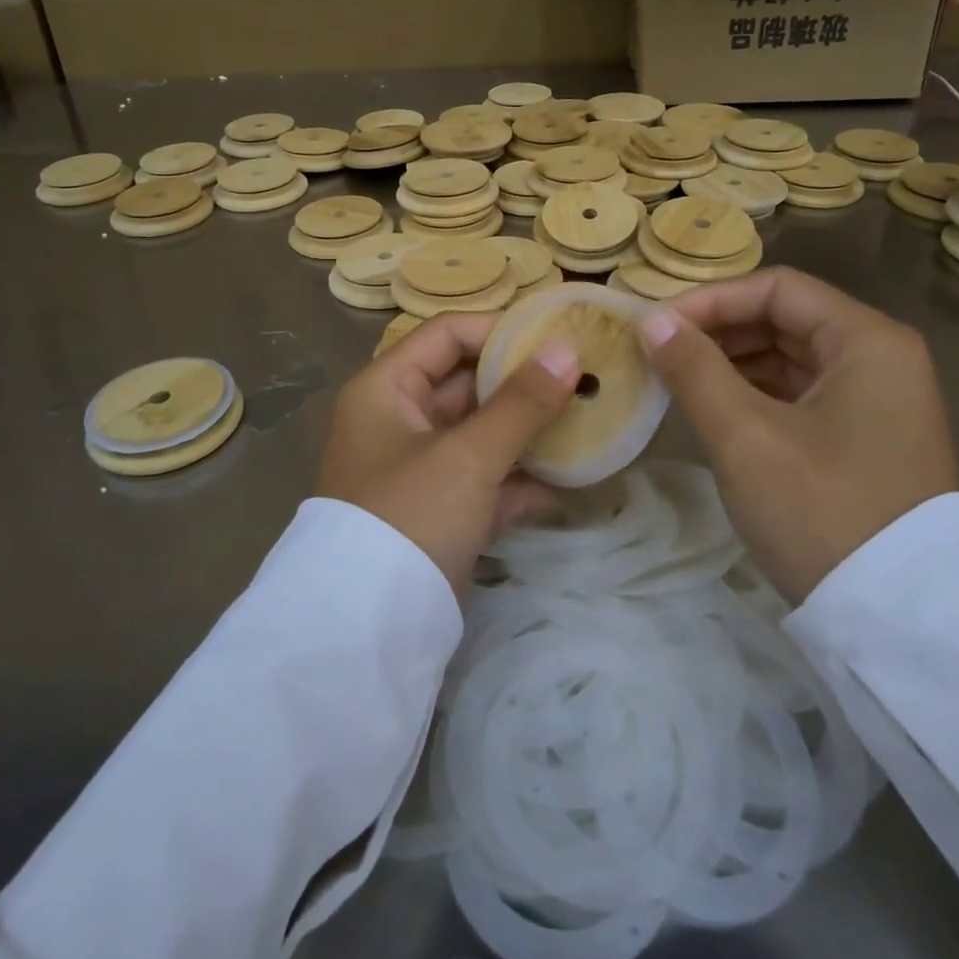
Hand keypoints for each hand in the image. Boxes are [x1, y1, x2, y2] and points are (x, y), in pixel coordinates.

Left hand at [317, 314, 581, 601]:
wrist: (369, 629)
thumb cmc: (410, 515)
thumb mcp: (467, 455)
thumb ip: (520, 402)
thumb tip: (567, 349)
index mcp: (387, 389)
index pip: (447, 335)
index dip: (500, 330)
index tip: (556, 336)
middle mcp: (400, 419)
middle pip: (469, 382)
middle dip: (525, 381)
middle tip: (585, 375)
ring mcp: (423, 467)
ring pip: (484, 432)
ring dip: (532, 429)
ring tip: (590, 417)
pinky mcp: (444, 510)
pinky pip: (490, 478)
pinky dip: (526, 477)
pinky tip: (575, 476)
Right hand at [638, 268, 958, 604]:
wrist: (901, 624)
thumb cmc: (821, 511)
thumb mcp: (745, 436)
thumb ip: (694, 369)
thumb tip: (652, 322)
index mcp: (868, 341)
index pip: (777, 289)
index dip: (711, 300)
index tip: (658, 327)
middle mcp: (882, 359)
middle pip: (786, 319)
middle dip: (718, 331)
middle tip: (660, 353)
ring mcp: (879, 401)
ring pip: (792, 358)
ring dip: (732, 362)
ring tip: (677, 380)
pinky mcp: (868, 438)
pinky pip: (802, 394)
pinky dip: (756, 394)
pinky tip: (714, 409)